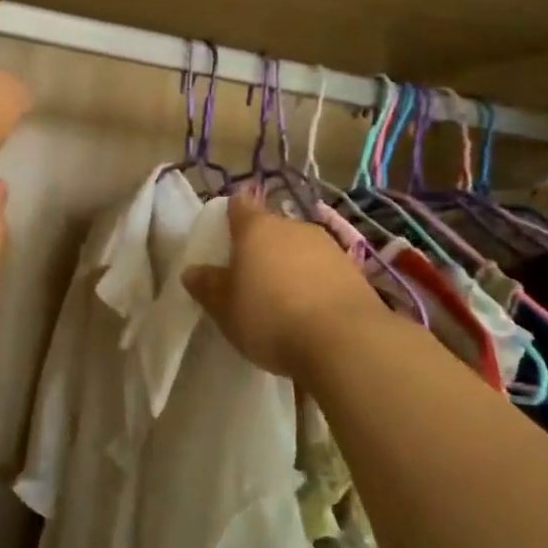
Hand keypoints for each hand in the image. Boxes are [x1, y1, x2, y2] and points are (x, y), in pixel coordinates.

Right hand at [184, 191, 390, 381]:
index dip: (231, 214)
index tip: (225, 232)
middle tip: (250, 277)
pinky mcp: (354, 271)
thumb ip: (207, 286)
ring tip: (282, 300)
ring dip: (290, 266)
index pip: (239, 206)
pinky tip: (310, 312)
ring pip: (300, 249)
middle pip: (271, 228)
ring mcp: (328, 246)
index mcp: (256, 228)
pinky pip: (323, 271)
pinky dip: (314, 284)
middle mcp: (293, 227)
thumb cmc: (270, 317)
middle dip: (261, 247)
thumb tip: (192, 271)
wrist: (346, 342)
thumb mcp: (225, 308)